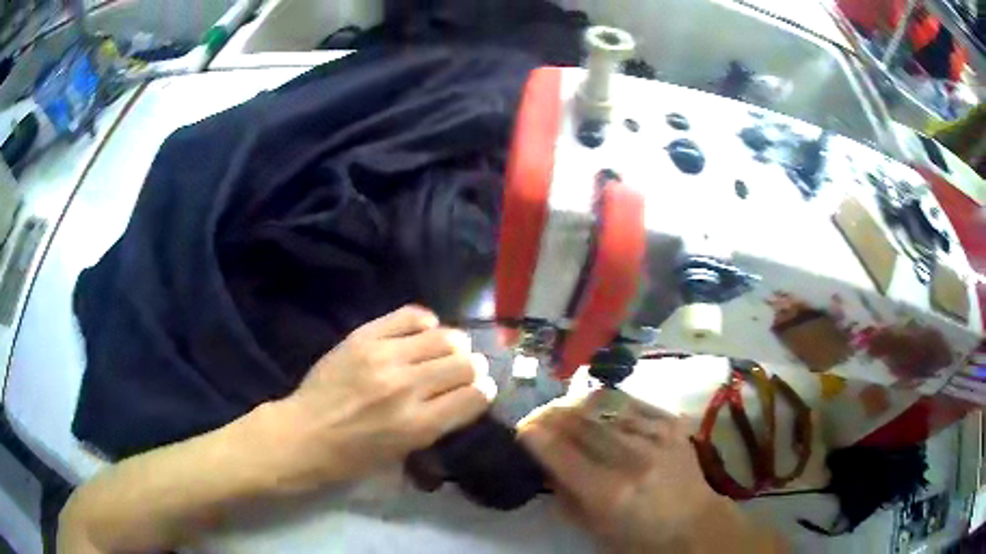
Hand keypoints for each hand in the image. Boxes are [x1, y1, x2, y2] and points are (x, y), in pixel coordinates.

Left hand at [263, 305, 496, 492]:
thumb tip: (463, 397)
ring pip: (444, 337)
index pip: (474, 396)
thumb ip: (437, 425)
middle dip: (473, 367)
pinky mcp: (364, 337)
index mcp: (418, 425)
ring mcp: (384, 357)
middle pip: (464, 364)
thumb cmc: (353, 456)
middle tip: (465, 371)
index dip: (484, 392)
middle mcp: (407, 388)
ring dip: (455, 344)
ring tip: (449, 349)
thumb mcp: (403, 453)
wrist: (304, 433)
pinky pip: (410, 315)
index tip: (480, 391)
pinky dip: (425, 322)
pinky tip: (425, 331)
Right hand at [519, 390, 773, 552]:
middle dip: (549, 414)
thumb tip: (544, 462)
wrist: (694, 524)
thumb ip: (565, 494)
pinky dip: (606, 401)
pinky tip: (596, 406)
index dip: (534, 434)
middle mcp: (633, 458)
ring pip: (603, 405)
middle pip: (579, 422)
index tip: (521, 430)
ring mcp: (657, 436)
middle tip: (537, 417)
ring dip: (574, 404)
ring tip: (562, 408)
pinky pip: (630, 401)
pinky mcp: (672, 423)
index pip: (560, 451)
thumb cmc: (639, 538)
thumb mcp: (593, 528)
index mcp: (609, 493)